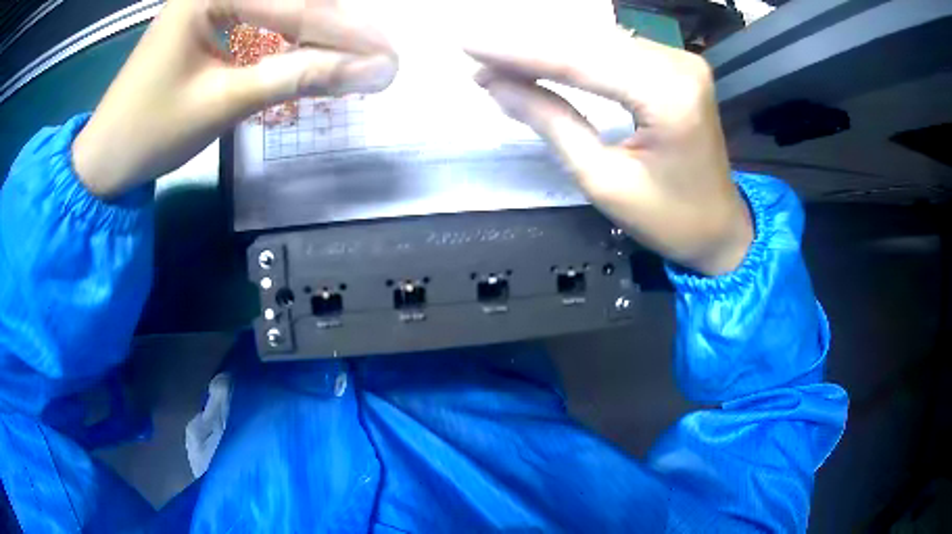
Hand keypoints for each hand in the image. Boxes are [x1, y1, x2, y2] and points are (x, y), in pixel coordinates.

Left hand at [73, 0, 396, 197]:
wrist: (105, 158)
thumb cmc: (149, 132)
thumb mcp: (222, 103)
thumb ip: (295, 77)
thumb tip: (367, 71)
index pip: (293, 6)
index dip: (345, 34)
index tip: (389, 57)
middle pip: (290, 0)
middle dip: (336, 27)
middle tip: (380, 57)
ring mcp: (212, 1)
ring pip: (280, 7)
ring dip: (318, 31)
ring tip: (356, 55)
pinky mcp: (210, 19)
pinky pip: (262, 19)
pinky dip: (291, 37)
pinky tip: (313, 51)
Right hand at [467, 27, 751, 275]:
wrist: (721, 228)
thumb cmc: (669, 219)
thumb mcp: (602, 180)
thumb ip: (550, 122)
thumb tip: (495, 85)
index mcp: (669, 97)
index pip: (580, 60)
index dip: (518, 50)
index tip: (468, 44)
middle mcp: (678, 65)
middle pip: (588, 42)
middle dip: (526, 45)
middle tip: (473, 50)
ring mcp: (680, 61)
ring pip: (598, 40)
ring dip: (545, 46)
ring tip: (495, 56)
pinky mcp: (676, 66)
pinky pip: (614, 49)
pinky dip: (573, 52)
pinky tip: (538, 57)